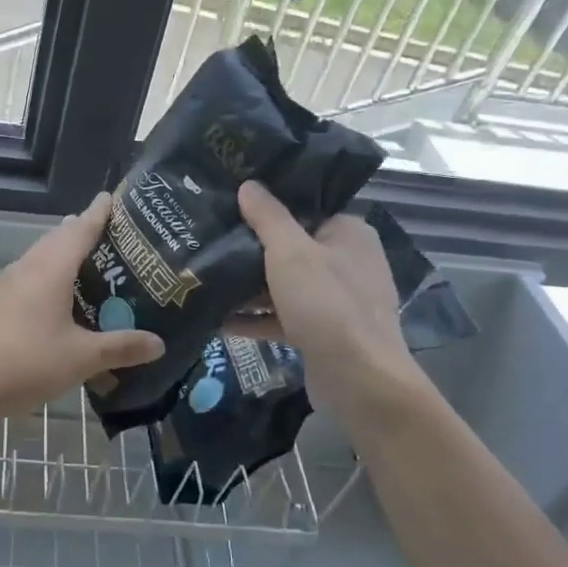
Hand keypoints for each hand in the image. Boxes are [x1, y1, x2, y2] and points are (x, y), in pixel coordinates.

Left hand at [0, 192, 163, 419]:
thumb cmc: (25, 363)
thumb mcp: (81, 358)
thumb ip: (120, 347)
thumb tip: (159, 343)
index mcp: (51, 269)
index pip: (81, 228)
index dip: (99, 212)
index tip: (113, 197)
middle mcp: (30, 267)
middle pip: (59, 237)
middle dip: (84, 230)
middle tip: (115, 234)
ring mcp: (10, 284)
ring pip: (43, 255)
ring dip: (66, 251)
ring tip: (93, 260)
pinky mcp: (0, 302)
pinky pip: (33, 274)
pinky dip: (53, 272)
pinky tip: (62, 296)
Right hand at [227, 181, 436, 420]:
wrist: (359, 381)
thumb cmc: (327, 304)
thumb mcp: (290, 252)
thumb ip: (267, 217)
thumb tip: (249, 185)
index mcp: (349, 233)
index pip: (306, 208)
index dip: (269, 205)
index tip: (231, 201)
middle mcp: (347, 262)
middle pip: (292, 247)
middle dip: (252, 248)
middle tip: (211, 237)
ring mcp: (337, 300)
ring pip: (285, 284)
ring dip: (250, 285)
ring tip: (207, 276)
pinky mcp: (323, 333)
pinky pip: (283, 316)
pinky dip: (256, 317)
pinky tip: (219, 320)